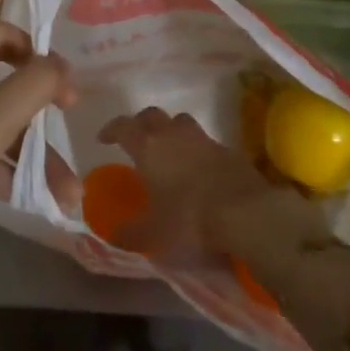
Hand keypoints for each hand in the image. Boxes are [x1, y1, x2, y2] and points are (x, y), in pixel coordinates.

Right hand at [98, 107, 289, 262]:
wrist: (246, 214)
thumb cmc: (188, 220)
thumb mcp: (152, 235)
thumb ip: (129, 232)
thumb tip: (113, 232)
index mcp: (148, 148)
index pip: (123, 126)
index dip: (111, 129)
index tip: (103, 139)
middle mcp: (174, 135)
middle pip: (152, 115)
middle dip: (140, 124)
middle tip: (136, 139)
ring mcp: (204, 140)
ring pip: (181, 122)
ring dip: (171, 130)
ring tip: (169, 150)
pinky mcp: (228, 151)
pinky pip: (205, 142)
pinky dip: (196, 150)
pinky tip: (198, 169)